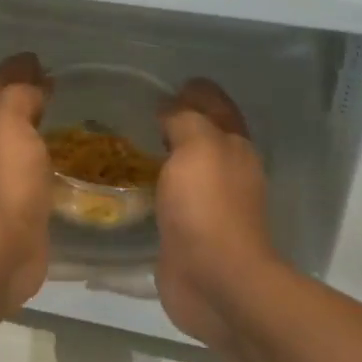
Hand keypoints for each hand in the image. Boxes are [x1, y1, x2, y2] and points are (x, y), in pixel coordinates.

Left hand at [0, 52, 54, 315]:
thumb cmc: (3, 184)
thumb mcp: (7, 125)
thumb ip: (18, 97)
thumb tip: (33, 85)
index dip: (11, 70)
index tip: (36, 58)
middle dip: (19, 92)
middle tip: (51, 81)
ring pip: (14, 139)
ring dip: (31, 122)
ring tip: (60, 111)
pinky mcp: (18, 204)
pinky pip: (30, 167)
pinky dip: (43, 152)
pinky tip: (63, 154)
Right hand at [155, 80, 276, 351]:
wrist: (214, 279)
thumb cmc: (207, 207)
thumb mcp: (197, 147)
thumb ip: (184, 120)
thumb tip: (170, 109)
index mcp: (234, 147)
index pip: (218, 107)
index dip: (198, 91)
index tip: (170, 82)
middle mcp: (226, 173)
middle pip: (203, 137)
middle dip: (179, 121)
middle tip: (139, 110)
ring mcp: (207, 206)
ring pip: (185, 169)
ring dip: (164, 156)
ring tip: (127, 143)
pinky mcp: (187, 234)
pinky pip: (168, 199)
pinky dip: (153, 187)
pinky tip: (129, 184)